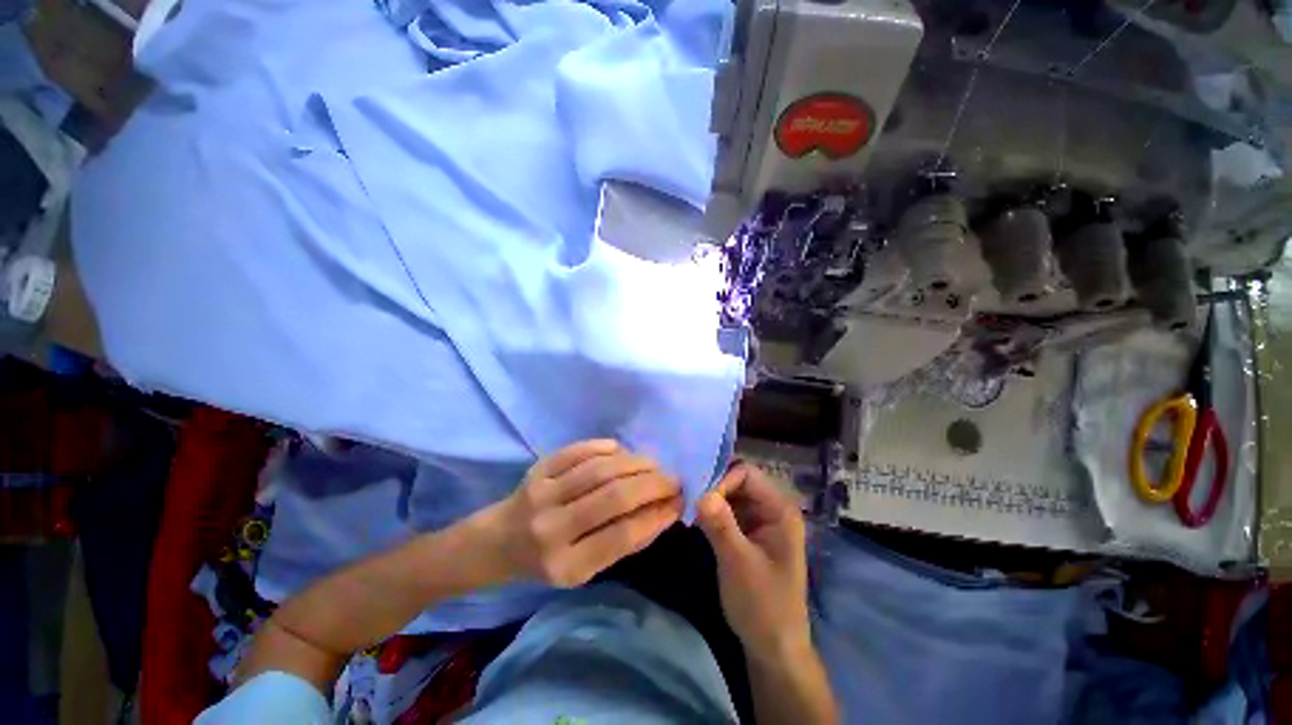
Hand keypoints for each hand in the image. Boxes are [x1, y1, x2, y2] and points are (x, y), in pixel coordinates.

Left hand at [483, 440, 682, 587]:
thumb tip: (664, 510)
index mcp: (566, 566)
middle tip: (673, 479)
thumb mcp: (584, 569)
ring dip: (636, 463)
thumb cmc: (547, 561)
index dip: (658, 515)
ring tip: (654, 465)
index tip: (680, 502)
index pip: (623, 535)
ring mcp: (542, 494)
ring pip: (601, 469)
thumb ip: (624, 542)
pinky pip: (581, 450)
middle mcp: (552, 529)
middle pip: (614, 497)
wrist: (498, 541)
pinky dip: (608, 448)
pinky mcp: (538, 469)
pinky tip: (623, 453)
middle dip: (653, 484)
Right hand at [697, 463, 808, 660]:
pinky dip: (712, 511)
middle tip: (688, 497)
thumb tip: (700, 491)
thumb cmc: (763, 605)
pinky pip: (728, 510)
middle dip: (713, 486)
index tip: (699, 498)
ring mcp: (760, 520)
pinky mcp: (748, 532)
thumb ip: (720, 524)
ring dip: (710, 498)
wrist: (773, 648)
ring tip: (687, 506)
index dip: (722, 480)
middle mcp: (772, 508)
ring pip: (731, 494)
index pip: (747, 473)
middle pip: (738, 480)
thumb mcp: (738, 563)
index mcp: (780, 510)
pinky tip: (695, 518)